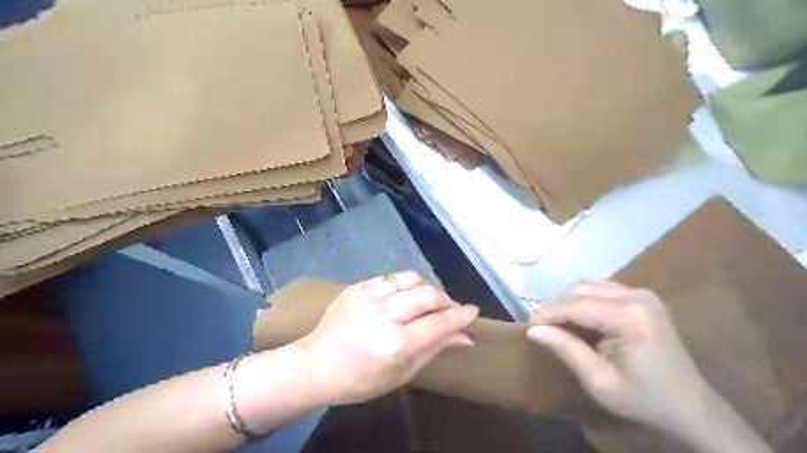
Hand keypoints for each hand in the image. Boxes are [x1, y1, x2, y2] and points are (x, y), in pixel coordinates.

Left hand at [296, 271, 473, 405]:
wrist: (315, 365)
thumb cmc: (359, 380)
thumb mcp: (401, 374)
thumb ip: (434, 349)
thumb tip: (465, 336)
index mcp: (395, 344)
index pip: (439, 323)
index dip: (460, 316)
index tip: (473, 311)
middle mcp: (383, 315)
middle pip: (428, 295)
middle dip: (447, 300)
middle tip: (450, 310)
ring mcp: (368, 296)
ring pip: (412, 278)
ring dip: (428, 288)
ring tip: (428, 301)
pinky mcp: (357, 286)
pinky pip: (392, 277)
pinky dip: (407, 285)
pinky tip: (405, 297)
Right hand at [532, 282, 711, 433]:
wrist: (691, 407)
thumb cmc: (644, 399)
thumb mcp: (599, 381)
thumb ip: (566, 350)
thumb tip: (532, 330)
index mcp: (630, 317)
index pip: (575, 305)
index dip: (547, 314)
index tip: (527, 328)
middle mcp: (636, 296)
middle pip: (579, 291)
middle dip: (557, 309)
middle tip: (544, 332)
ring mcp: (642, 293)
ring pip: (588, 287)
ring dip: (569, 305)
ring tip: (561, 328)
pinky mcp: (642, 297)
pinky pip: (601, 290)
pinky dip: (585, 302)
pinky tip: (582, 322)